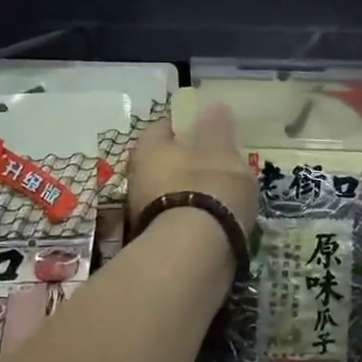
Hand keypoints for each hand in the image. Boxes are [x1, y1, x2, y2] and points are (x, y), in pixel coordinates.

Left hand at [128, 105, 258, 233]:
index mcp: (149, 149)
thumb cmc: (209, 189)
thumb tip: (211, 106)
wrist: (195, 255)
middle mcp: (138, 178)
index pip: (163, 126)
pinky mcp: (156, 242)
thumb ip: (217, 129)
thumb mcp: (222, 152)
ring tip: (223, 195)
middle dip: (188, 161)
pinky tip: (216, 221)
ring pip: (170, 191)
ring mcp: (143, 213)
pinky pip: (178, 219)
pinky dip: (194, 218)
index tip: (208, 130)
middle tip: (218, 163)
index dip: (186, 125)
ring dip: (191, 191)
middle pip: (164, 161)